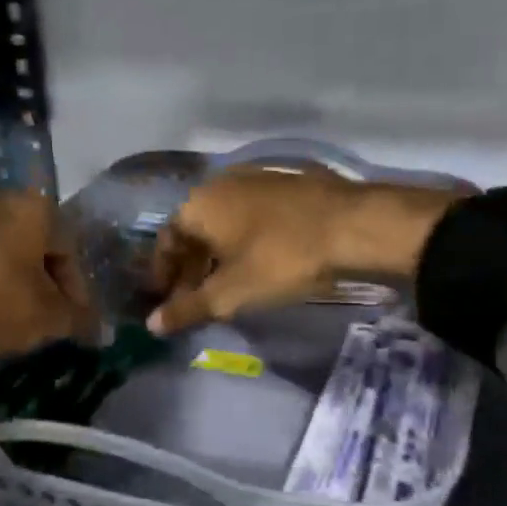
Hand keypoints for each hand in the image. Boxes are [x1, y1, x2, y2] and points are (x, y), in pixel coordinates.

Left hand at [0, 191, 88, 385]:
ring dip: (13, 277)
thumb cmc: (3, 306)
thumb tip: (98, 329)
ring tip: (19, 314)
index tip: (76, 314)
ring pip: (0, 250)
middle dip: (44, 276)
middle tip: (50, 312)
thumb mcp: (53, 316)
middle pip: (32, 242)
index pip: (67, 245)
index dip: (76, 284)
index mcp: (31, 207)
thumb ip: (80, 317)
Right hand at [148, 167, 462, 334]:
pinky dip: (244, 241)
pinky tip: (258, 263)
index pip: (167, 239)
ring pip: (224, 223)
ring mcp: (257, 179)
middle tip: (195, 298)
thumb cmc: (281, 259)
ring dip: (218, 255)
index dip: (163, 272)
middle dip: (191, 267)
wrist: (354, 227)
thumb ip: (188, 308)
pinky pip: (251, 216)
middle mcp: (221, 183)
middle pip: (195, 230)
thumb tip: (152, 325)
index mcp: (199, 204)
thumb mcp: (231, 293)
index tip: (165, 299)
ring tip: (226, 286)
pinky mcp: (287, 184)